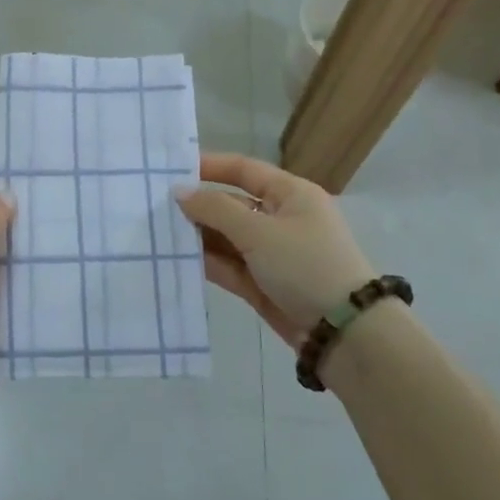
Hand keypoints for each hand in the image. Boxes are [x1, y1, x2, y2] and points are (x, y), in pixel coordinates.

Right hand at [175, 152, 374, 349]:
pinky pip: (229, 265)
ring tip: (158, 233)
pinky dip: (207, 262)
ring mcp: (272, 253)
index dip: (209, 166)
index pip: (244, 170)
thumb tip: (180, 192)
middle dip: (198, 206)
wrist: (345, 333)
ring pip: (227, 237)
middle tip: (155, 206)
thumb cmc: (305, 265)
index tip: (171, 169)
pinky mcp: (264, 283)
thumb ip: (215, 209)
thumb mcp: (259, 231)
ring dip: (198, 236)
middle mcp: (281, 218)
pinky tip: (177, 259)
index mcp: (290, 194)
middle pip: (231, 204)